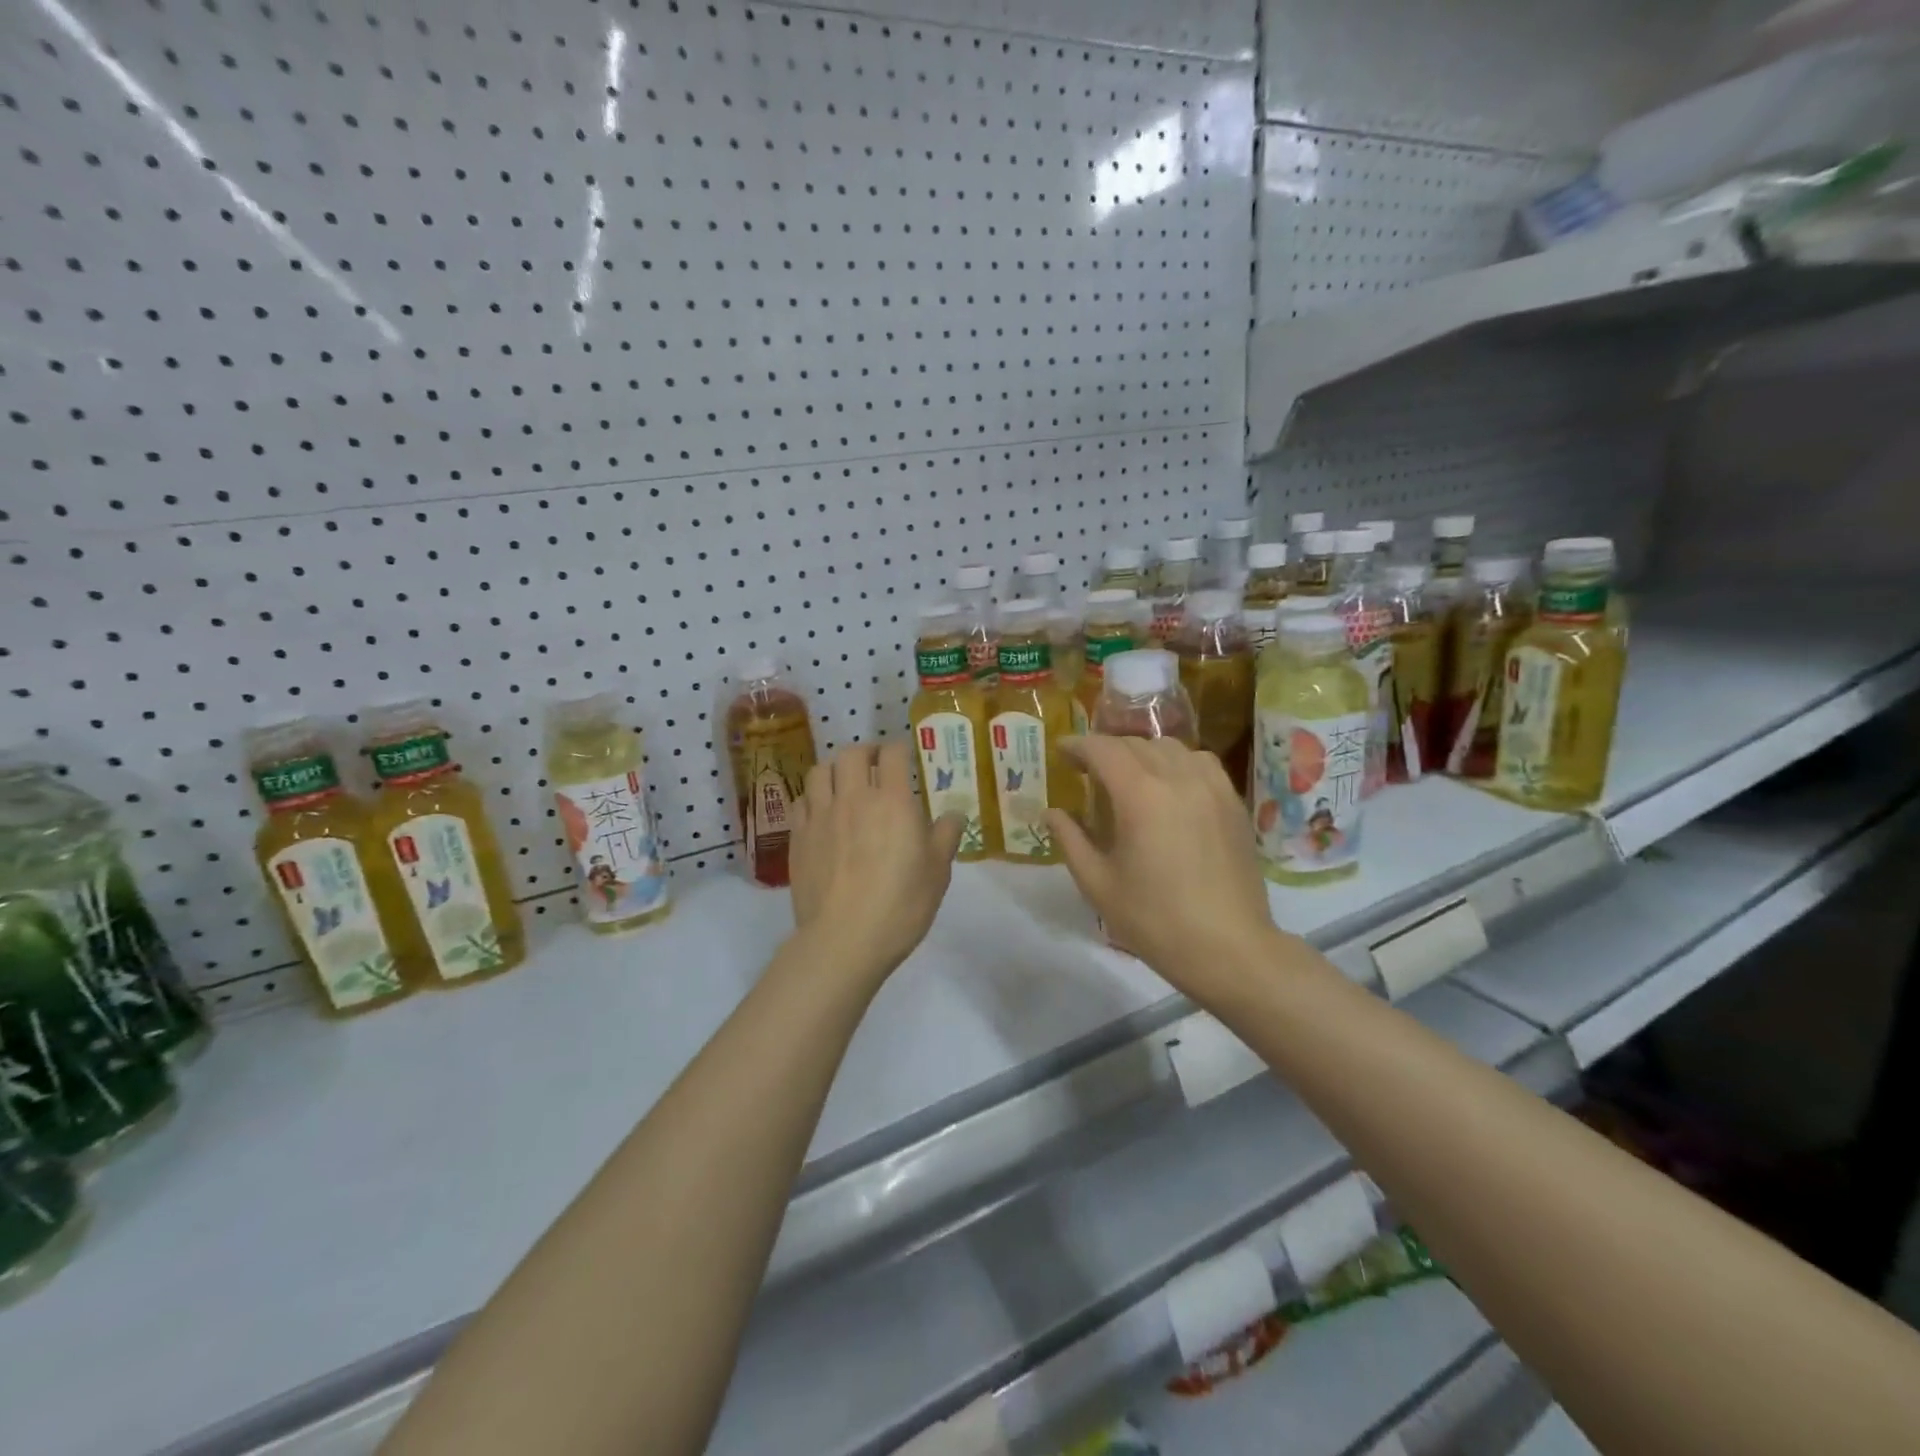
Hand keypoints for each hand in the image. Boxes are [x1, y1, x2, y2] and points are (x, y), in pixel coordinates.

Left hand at [789, 742, 964, 984]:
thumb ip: (945, 836)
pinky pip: (801, 800)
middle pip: (851, 753)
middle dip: (866, 753)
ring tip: (844, 784)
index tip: (905, 759)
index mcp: (892, 801)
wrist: (844, 940)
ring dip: (835, 770)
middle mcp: (854, 798)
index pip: (893, 754)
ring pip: (820, 771)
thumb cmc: (900, 905)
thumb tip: (954, 814)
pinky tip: (821, 812)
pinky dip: (813, 797)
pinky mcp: (798, 836)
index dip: (900, 750)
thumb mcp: (937, 873)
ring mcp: (821, 815)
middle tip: (875, 767)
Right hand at [1045, 737, 1281, 1004]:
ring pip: (1170, 747)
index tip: (1061, 752)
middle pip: (1135, 744)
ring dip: (1141, 752)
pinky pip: (1200, 762)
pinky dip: (1177, 762)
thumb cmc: (1155, 920)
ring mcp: (1212, 787)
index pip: (1103, 749)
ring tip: (1128, 775)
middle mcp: (1178, 778)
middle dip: (1106, 749)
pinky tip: (1170, 786)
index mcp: (1140, 795)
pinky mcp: (1233, 802)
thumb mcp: (1098, 884)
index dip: (1077, 745)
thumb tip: (1051, 813)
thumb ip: (1070, 840)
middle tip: (1086, 769)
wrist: (1229, 948)